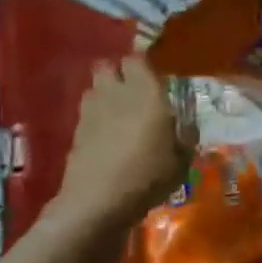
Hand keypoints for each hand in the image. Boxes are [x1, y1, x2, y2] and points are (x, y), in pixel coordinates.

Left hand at [49, 56, 196, 233]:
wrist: (98, 203)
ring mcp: (91, 111)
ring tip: (120, 112)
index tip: (154, 77)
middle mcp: (116, 94)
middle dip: (117, 73)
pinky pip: (87, 112)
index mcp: (146, 93)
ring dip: (105, 93)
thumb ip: (185, 136)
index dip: (143, 65)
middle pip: (107, 66)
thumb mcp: (182, 160)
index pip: (136, 59)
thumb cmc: (148, 176)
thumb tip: (184, 126)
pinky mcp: (76, 131)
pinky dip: (96, 117)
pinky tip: (108, 135)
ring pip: (94, 87)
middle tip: (135, 91)